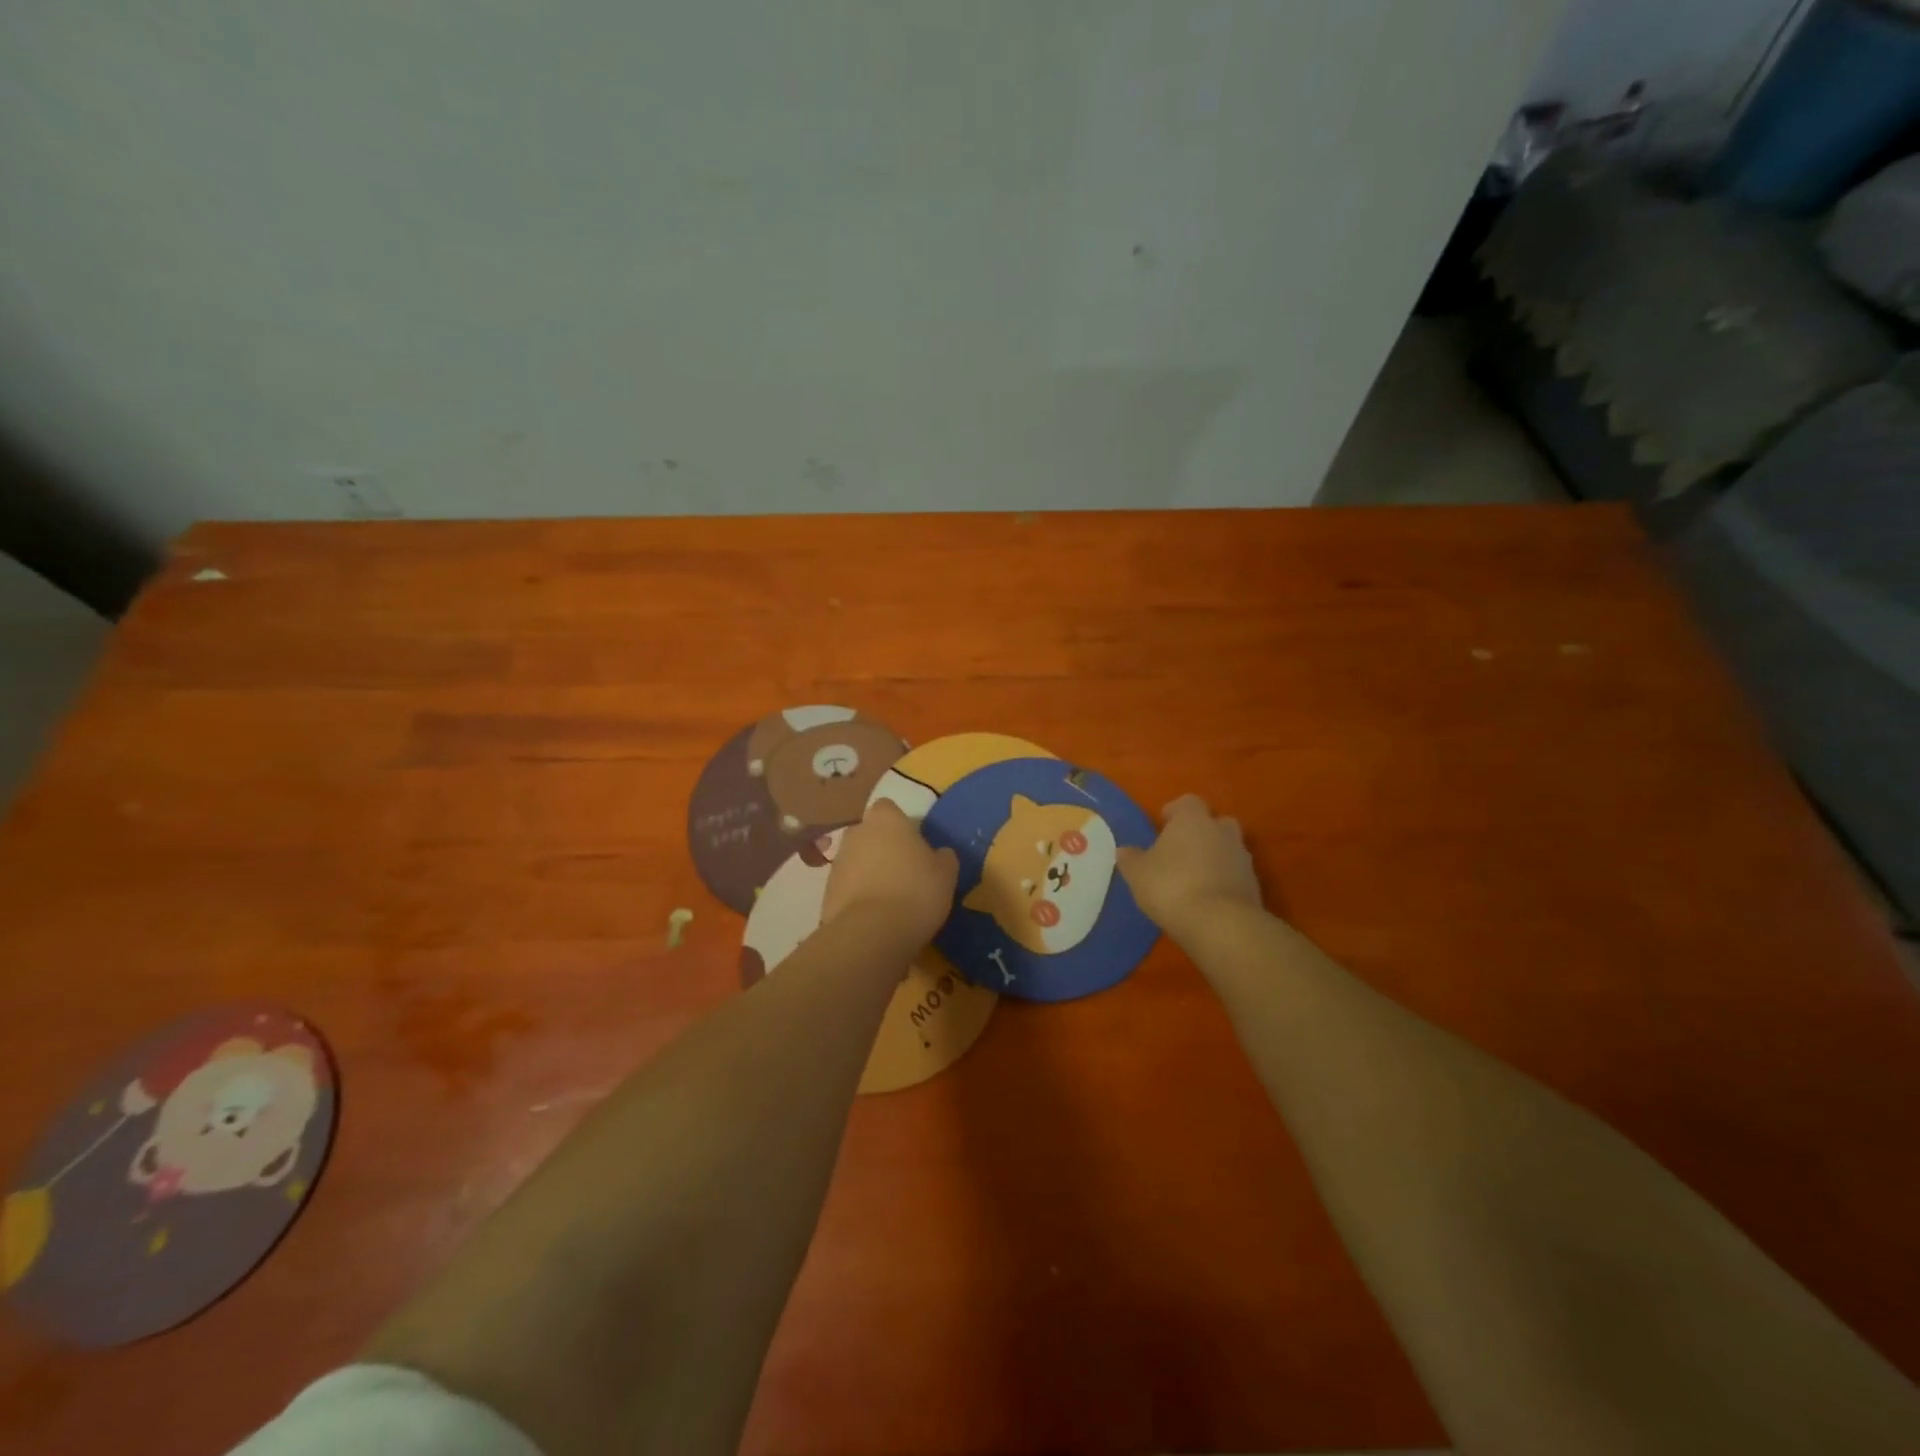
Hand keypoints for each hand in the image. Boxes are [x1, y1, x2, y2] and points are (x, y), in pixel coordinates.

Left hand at [823, 798, 958, 944]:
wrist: (871, 933)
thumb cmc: (916, 892)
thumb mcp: (946, 874)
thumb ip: (942, 857)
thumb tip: (939, 854)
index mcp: (886, 819)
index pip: (888, 809)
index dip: (900, 824)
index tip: (914, 844)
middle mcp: (856, 833)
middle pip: (869, 834)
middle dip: (882, 848)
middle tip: (904, 872)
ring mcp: (837, 862)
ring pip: (857, 861)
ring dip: (869, 873)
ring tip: (891, 900)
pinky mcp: (826, 892)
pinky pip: (847, 888)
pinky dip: (858, 897)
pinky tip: (876, 917)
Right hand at [1117, 794, 1261, 935]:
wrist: (1220, 923)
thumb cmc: (1171, 886)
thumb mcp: (1138, 874)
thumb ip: (1131, 859)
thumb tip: (1125, 850)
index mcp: (1193, 820)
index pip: (1188, 802)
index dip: (1175, 811)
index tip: (1163, 824)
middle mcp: (1222, 832)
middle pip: (1215, 822)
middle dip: (1201, 832)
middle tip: (1182, 850)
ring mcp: (1242, 858)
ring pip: (1228, 849)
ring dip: (1214, 858)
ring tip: (1194, 878)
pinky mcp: (1254, 885)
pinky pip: (1236, 875)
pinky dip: (1224, 881)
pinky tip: (1208, 899)